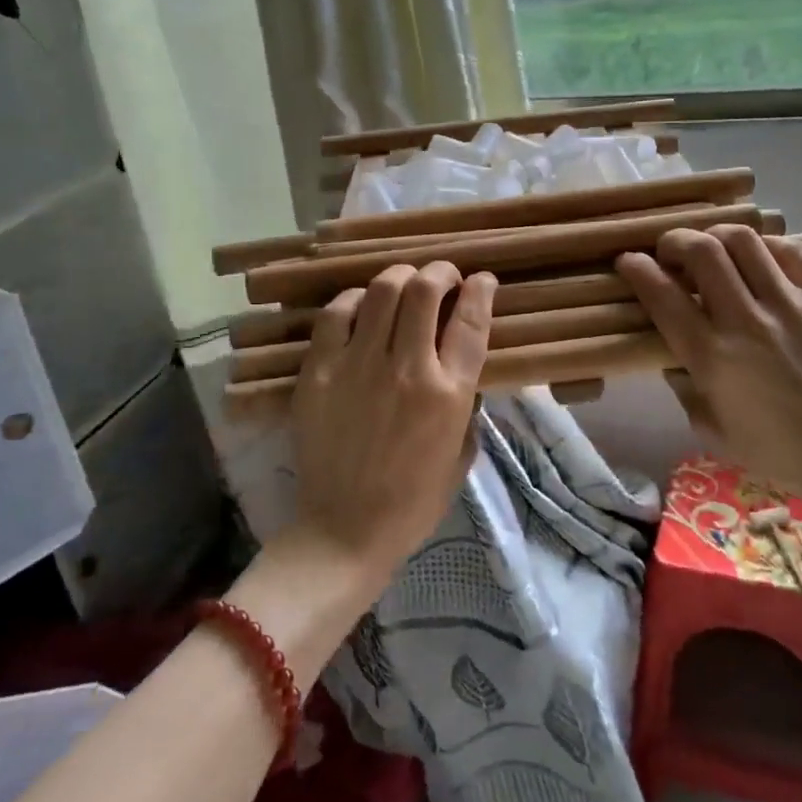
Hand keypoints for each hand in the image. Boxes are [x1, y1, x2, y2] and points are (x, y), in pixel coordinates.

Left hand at [290, 261, 496, 581]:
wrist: (345, 530)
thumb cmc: (414, 500)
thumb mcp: (461, 453)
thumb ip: (467, 404)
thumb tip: (461, 366)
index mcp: (449, 394)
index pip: (471, 321)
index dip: (481, 290)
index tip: (483, 280)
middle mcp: (407, 369)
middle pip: (425, 290)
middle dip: (440, 271)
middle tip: (443, 276)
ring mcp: (358, 366)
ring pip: (382, 290)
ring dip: (400, 276)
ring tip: (404, 283)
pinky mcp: (319, 371)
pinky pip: (335, 313)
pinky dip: (354, 300)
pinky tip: (361, 307)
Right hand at [616, 225, 801, 498]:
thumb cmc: (771, 447)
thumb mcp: (708, 426)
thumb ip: (683, 381)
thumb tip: (673, 346)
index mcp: (712, 357)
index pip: (663, 295)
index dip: (637, 268)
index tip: (629, 261)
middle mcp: (747, 321)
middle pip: (703, 251)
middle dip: (676, 240)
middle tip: (671, 251)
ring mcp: (792, 305)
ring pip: (745, 240)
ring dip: (717, 237)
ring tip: (714, 249)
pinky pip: (791, 251)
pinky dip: (766, 247)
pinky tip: (759, 259)